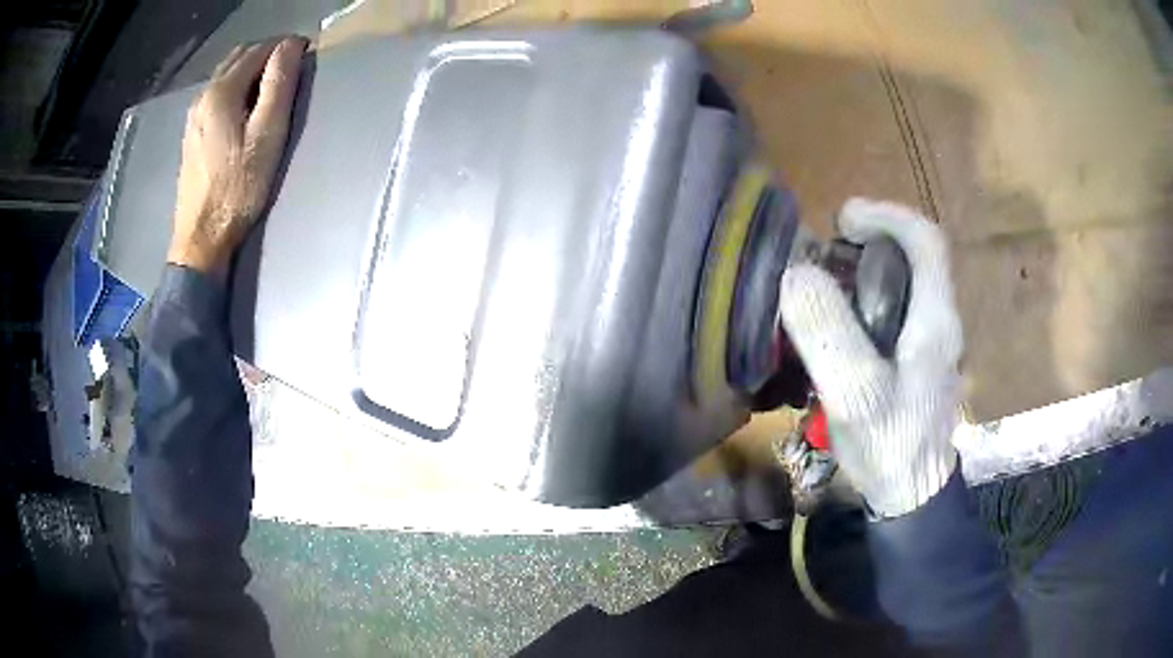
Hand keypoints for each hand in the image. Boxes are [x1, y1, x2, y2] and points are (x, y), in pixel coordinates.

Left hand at [167, 36, 308, 276]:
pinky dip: (235, 88)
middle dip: (267, 54)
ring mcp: (193, 115)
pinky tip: (244, 110)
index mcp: (221, 91)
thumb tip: (290, 45)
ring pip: (226, 74)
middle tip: (290, 71)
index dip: (285, 47)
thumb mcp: (267, 135)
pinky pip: (215, 94)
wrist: (201, 238)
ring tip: (271, 90)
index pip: (259, 49)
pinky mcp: (191, 133)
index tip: (305, 57)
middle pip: (239, 57)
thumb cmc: (238, 188)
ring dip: (251, 71)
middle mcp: (202, 95)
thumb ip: (278, 85)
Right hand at [779, 199, 963, 517]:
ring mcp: (931, 340)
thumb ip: (828, 333)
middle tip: (822, 262)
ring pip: (902, 283)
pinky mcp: (918, 359)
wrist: (912, 495)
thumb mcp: (855, 394)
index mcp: (936, 319)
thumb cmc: (890, 447)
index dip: (886, 215)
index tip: (842, 222)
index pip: (926, 240)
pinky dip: (863, 303)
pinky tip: (837, 330)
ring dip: (861, 274)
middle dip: (866, 245)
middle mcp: (940, 320)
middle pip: (911, 257)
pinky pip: (894, 312)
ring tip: (821, 293)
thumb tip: (796, 273)